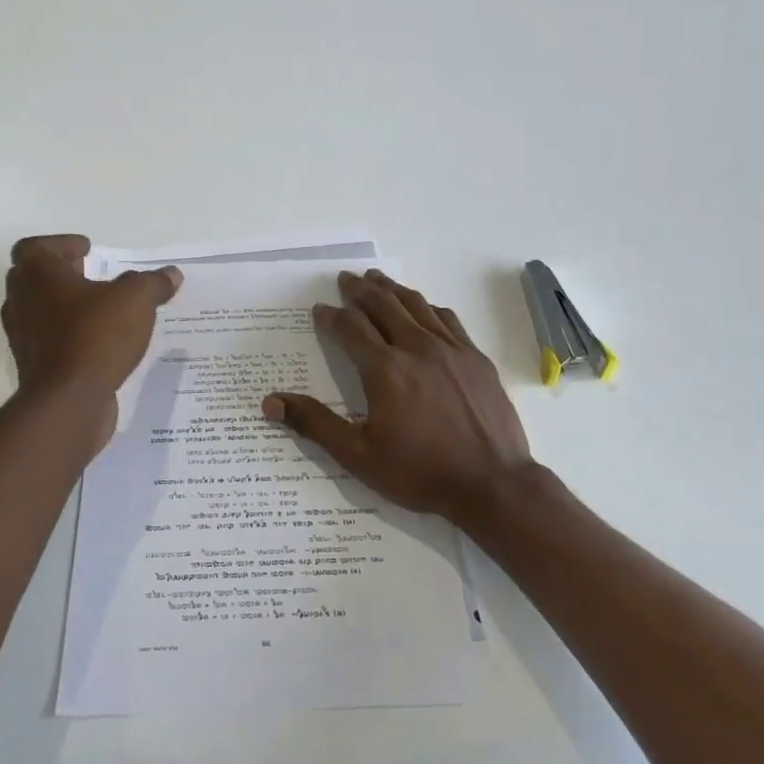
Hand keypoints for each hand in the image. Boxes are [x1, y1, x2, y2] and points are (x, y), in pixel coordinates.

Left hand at [1, 235, 181, 443]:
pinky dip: (68, 336)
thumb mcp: (136, 300)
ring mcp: (23, 337)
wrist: (68, 401)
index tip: (86, 250)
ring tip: (99, 309)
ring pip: (39, 311)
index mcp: (37, 275)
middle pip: (33, 278)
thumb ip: (153, 283)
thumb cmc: (95, 336)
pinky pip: (49, 341)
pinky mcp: (33, 366)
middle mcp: (21, 301)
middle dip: (61, 274)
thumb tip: (171, 274)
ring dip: (64, 306)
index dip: (60, 245)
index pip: (34, 248)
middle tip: (91, 274)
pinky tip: (98, 342)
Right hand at [262, 270, 533, 524]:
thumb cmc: (420, 472)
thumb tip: (271, 402)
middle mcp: (416, 348)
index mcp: (384, 370)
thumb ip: (315, 424)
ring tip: (377, 280)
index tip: (319, 309)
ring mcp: (451, 350)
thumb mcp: (359, 456)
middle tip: (345, 279)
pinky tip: (424, 309)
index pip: (350, 328)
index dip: (331, 317)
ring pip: (416, 306)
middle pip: (383, 306)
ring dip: (392, 290)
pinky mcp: (476, 358)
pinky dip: (428, 308)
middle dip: (360, 290)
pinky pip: (448, 320)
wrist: (492, 484)